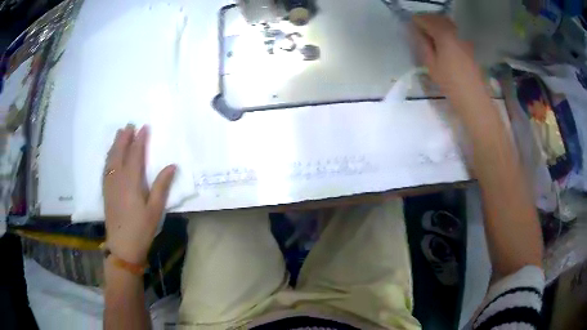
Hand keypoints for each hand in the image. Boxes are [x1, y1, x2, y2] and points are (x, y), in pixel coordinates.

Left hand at [103, 124, 175, 264]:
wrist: (122, 246)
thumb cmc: (141, 229)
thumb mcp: (155, 209)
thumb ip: (162, 186)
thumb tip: (172, 165)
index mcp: (131, 182)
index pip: (135, 155)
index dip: (140, 141)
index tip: (144, 128)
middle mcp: (118, 179)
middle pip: (120, 153)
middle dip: (124, 138)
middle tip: (129, 125)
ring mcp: (110, 185)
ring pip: (111, 159)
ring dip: (115, 144)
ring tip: (119, 134)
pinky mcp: (106, 191)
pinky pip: (106, 168)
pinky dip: (108, 157)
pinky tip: (110, 155)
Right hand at [413, 15, 484, 101]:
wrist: (473, 96)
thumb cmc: (450, 82)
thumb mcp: (431, 64)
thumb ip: (422, 44)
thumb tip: (415, 31)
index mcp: (443, 34)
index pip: (424, 19)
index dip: (415, 23)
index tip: (411, 31)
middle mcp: (454, 30)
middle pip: (436, 18)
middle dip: (426, 22)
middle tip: (419, 33)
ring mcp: (463, 36)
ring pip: (446, 22)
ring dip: (436, 25)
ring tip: (431, 38)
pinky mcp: (468, 43)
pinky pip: (454, 30)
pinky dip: (446, 31)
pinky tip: (443, 43)